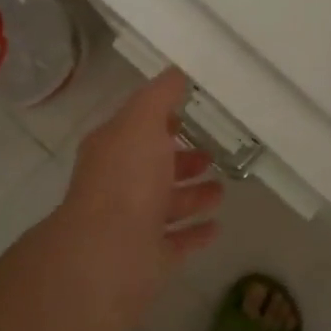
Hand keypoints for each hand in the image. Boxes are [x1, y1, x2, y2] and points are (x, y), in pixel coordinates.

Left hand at [47, 69, 223, 323]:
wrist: (109, 253)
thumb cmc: (126, 179)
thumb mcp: (142, 122)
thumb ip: (160, 96)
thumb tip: (176, 71)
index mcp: (112, 150)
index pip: (137, 129)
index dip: (161, 121)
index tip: (191, 114)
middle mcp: (118, 185)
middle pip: (153, 168)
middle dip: (181, 160)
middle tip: (213, 155)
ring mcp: (133, 224)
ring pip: (166, 205)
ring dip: (192, 196)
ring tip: (221, 190)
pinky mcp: (149, 258)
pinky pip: (177, 242)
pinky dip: (195, 233)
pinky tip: (217, 227)